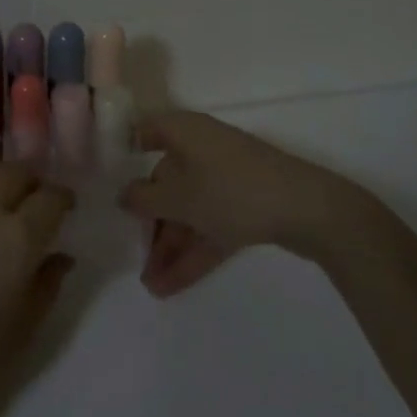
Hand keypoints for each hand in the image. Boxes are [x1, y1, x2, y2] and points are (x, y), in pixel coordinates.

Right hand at [118, 111, 380, 296]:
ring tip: (151, 286)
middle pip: (168, 181)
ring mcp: (228, 179)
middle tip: (134, 255)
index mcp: (185, 132)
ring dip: (171, 246)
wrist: (310, 211)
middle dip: (151, 222)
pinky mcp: (248, 206)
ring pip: (190, 210)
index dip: (126, 148)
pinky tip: (172, 286)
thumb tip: (124, 195)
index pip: (147, 130)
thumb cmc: (232, 191)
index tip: (106, 174)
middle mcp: (204, 149)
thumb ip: (144, 198)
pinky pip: (211, 226)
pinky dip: (194, 252)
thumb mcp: (179, 197)